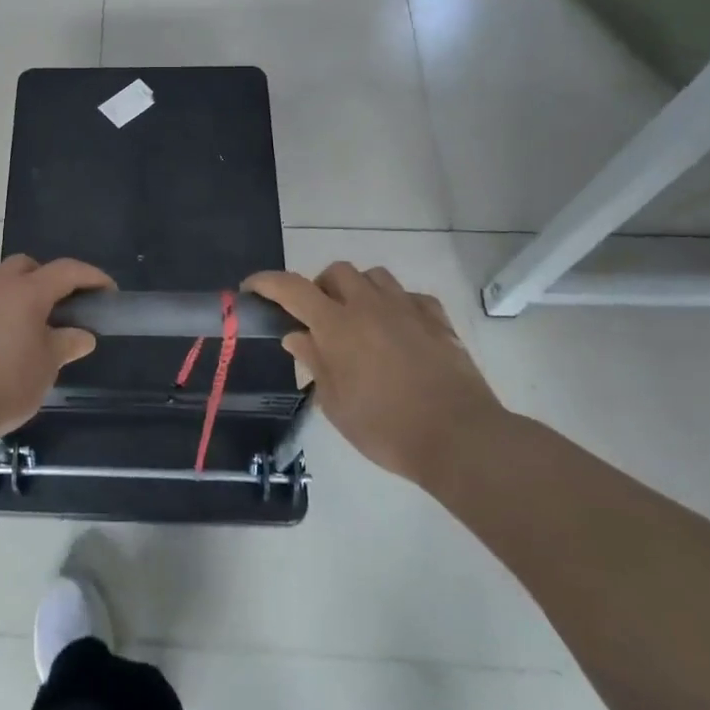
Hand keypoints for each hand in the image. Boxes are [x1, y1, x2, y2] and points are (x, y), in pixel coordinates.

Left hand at [0, 254, 115, 442]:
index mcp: (27, 295)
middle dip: (39, 275)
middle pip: (19, 265)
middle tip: (53, 303)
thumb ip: (65, 345)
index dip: (90, 277)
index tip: (107, 292)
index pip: (65, 272)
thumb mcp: (47, 368)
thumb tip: (82, 335)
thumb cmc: (6, 385)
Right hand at [245, 264, 503, 486]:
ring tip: (360, 320)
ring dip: (359, 290)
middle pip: (336, 272)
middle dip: (321, 287)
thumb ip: (314, 363)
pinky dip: (396, 306)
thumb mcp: (335, 403)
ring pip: (374, 276)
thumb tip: (297, 336)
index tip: (251, 288)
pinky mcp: (438, 319)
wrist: (459, 437)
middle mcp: (368, 305)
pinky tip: (398, 330)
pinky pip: (410, 296)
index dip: (267, 283)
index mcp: (336, 324)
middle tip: (319, 317)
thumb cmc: (385, 427)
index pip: (291, 288)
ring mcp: (407, 308)